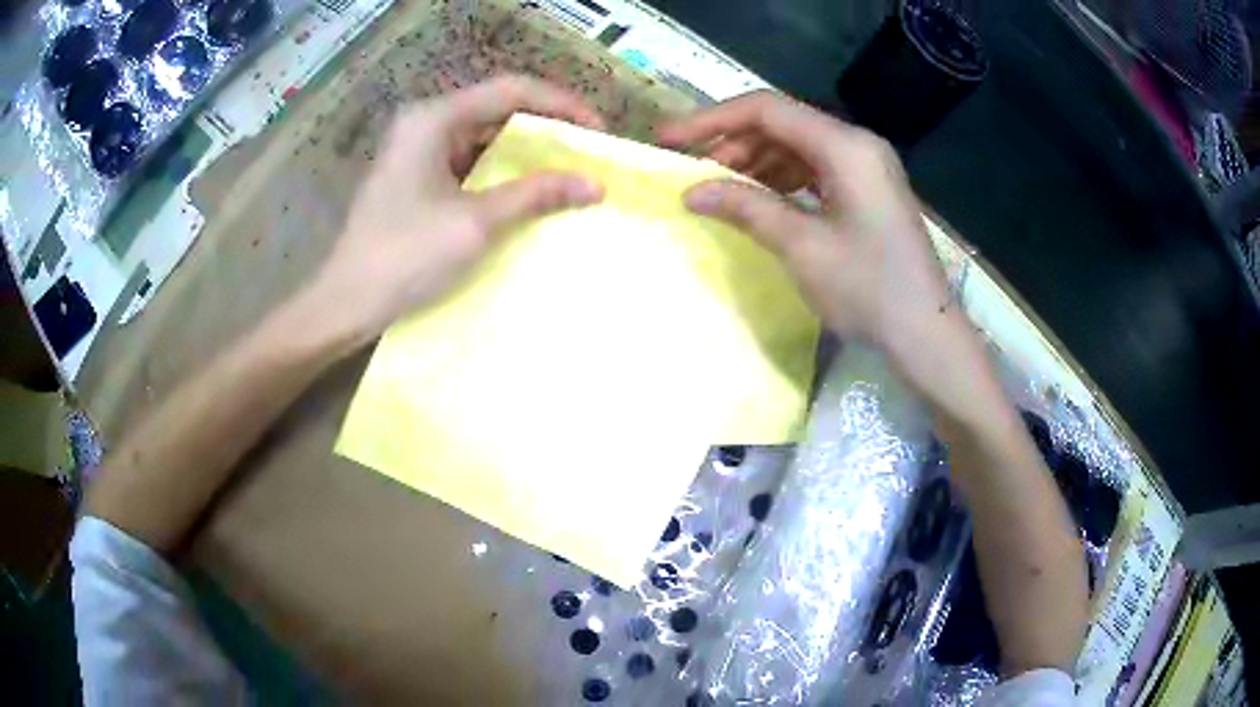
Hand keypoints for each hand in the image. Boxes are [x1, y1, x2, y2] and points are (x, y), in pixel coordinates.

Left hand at [303, 75, 605, 347]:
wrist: (347, 303)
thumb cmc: (406, 256)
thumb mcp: (476, 223)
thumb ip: (536, 195)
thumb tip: (595, 184)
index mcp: (435, 118)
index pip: (511, 91)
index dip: (561, 105)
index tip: (599, 131)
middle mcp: (426, 124)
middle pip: (498, 108)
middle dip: (546, 127)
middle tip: (588, 152)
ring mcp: (418, 150)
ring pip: (485, 135)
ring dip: (526, 150)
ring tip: (567, 169)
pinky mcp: (416, 177)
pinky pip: (469, 161)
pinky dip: (501, 171)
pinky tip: (527, 189)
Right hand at [658, 91, 955, 359]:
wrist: (926, 332)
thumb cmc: (868, 289)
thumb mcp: (801, 246)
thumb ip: (746, 208)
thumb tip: (691, 191)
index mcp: (845, 146)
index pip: (766, 110)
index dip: (711, 119)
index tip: (668, 139)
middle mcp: (856, 144)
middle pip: (782, 124)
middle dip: (733, 142)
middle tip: (693, 172)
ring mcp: (866, 166)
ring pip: (797, 146)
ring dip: (755, 161)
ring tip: (721, 188)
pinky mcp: (868, 190)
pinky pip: (815, 169)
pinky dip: (782, 179)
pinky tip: (760, 199)